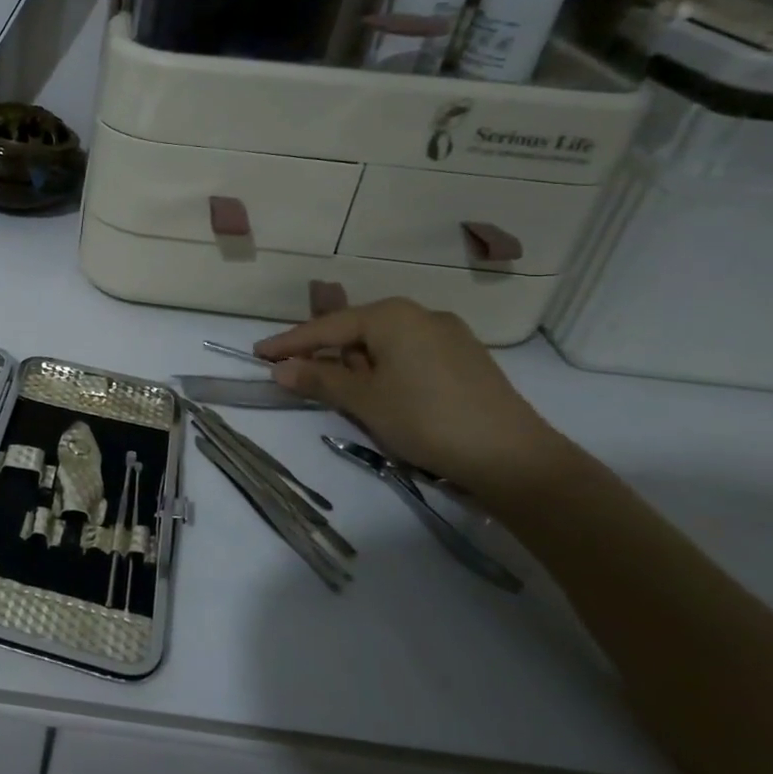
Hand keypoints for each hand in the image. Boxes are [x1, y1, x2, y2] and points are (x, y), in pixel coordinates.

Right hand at [254, 298, 575, 492]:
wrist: (515, 458)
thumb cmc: (426, 420)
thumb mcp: (364, 401)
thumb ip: (319, 379)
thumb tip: (279, 370)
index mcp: (392, 316)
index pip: (327, 327)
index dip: (289, 343)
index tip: (258, 354)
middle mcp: (421, 315)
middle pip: (356, 332)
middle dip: (329, 356)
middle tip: (304, 380)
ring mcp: (450, 335)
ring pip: (385, 345)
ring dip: (360, 367)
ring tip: (353, 398)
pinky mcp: (467, 359)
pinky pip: (411, 356)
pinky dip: (388, 372)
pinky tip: (389, 398)